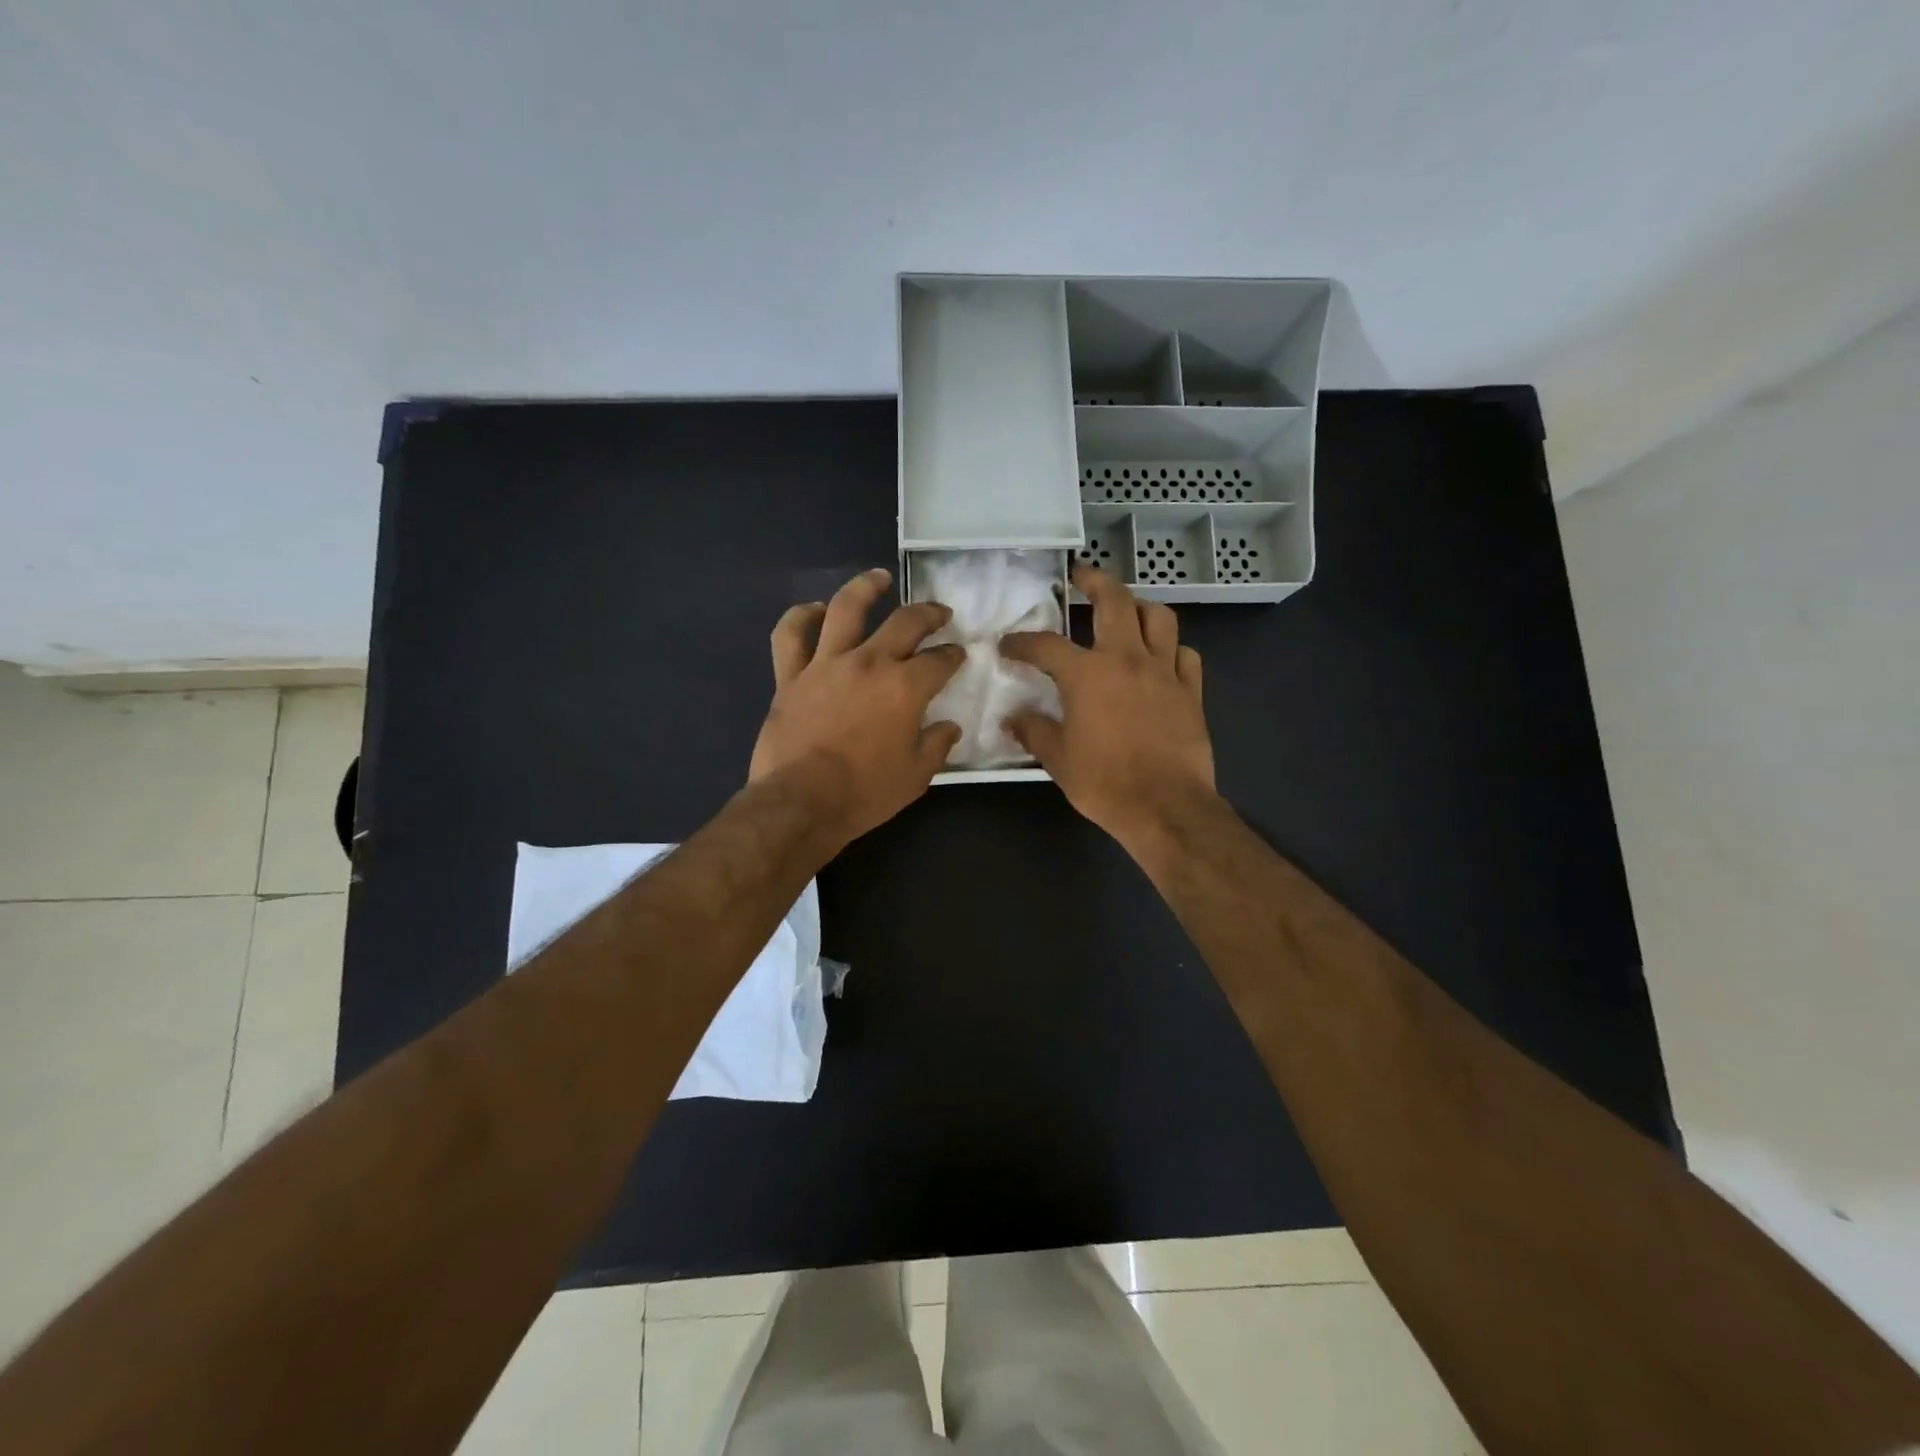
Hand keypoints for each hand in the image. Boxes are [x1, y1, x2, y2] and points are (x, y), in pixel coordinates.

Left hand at [750, 568, 964, 849]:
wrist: (800, 803)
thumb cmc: (864, 793)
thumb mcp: (915, 776)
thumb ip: (936, 745)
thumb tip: (948, 727)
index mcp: (905, 687)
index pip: (940, 660)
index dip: (954, 656)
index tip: (959, 655)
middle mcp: (869, 662)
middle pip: (905, 622)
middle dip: (929, 613)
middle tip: (940, 613)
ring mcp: (826, 664)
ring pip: (845, 609)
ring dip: (865, 587)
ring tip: (879, 578)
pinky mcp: (791, 676)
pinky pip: (790, 635)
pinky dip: (801, 617)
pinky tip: (814, 610)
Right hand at [1000, 563, 1214, 846]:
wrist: (1166, 806)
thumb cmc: (1105, 782)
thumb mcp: (1058, 760)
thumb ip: (1034, 732)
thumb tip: (1012, 719)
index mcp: (1087, 674)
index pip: (1046, 645)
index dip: (1022, 642)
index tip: (1008, 646)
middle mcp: (1127, 659)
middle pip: (1115, 601)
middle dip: (1095, 581)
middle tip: (1082, 575)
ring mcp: (1164, 671)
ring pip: (1159, 618)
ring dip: (1140, 606)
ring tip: (1128, 610)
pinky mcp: (1191, 691)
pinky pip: (1185, 654)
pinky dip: (1172, 648)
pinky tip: (1162, 657)